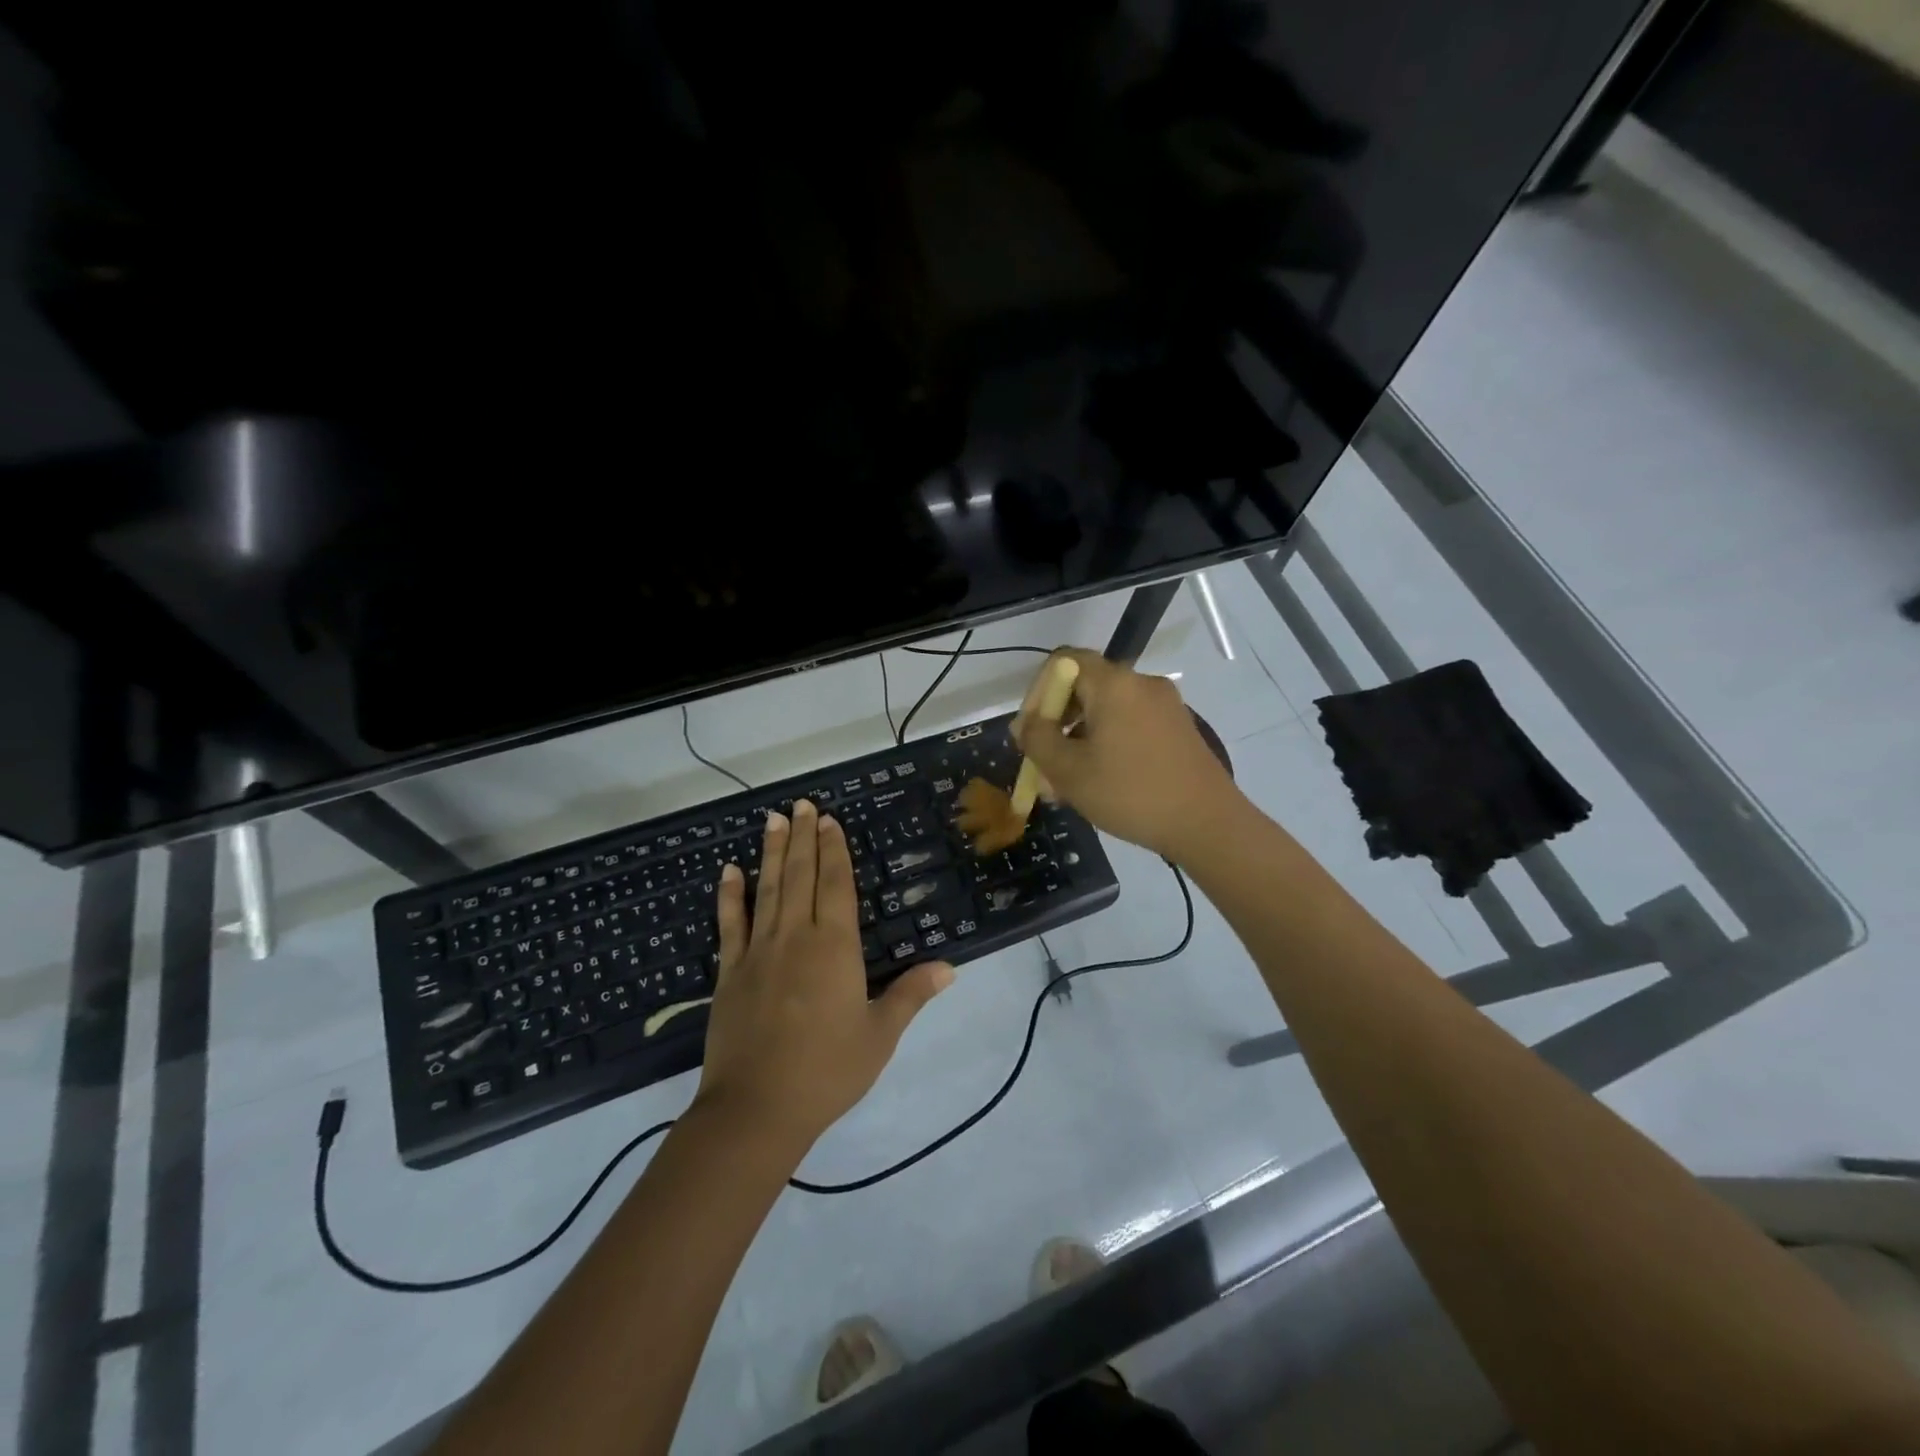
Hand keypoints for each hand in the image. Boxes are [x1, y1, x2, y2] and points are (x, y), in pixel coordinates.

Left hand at [694, 797, 953, 1156]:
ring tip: (774, 819)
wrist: (757, 1110)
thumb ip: (911, 995)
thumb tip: (949, 967)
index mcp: (835, 947)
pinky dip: (730, 895)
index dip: (834, 850)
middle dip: (803, 838)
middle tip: (802, 805)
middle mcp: (796, 937)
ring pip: (767, 890)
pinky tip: (729, 870)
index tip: (829, 820)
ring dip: (771, 852)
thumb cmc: (827, 1071)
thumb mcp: (880, 1035)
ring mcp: (758, 952)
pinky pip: (730, 924)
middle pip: (800, 876)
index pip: (836, 885)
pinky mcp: (730, 972)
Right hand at [1011, 648, 1243, 861]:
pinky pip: (1130, 724)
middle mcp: (1141, 683)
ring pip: (1107, 710)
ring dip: (1079, 737)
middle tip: (1044, 761)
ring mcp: (1165, 705)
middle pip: (1085, 686)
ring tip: (1067, 781)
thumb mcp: (1069, 771)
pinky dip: (1107, 742)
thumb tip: (1025, 724)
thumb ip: (1038, 740)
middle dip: (1057, 721)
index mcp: (1114, 683)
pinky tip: (1101, 781)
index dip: (1037, 692)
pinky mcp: (1179, 728)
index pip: (1062, 661)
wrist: (1208, 824)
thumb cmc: (1131, 793)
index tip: (1030, 732)